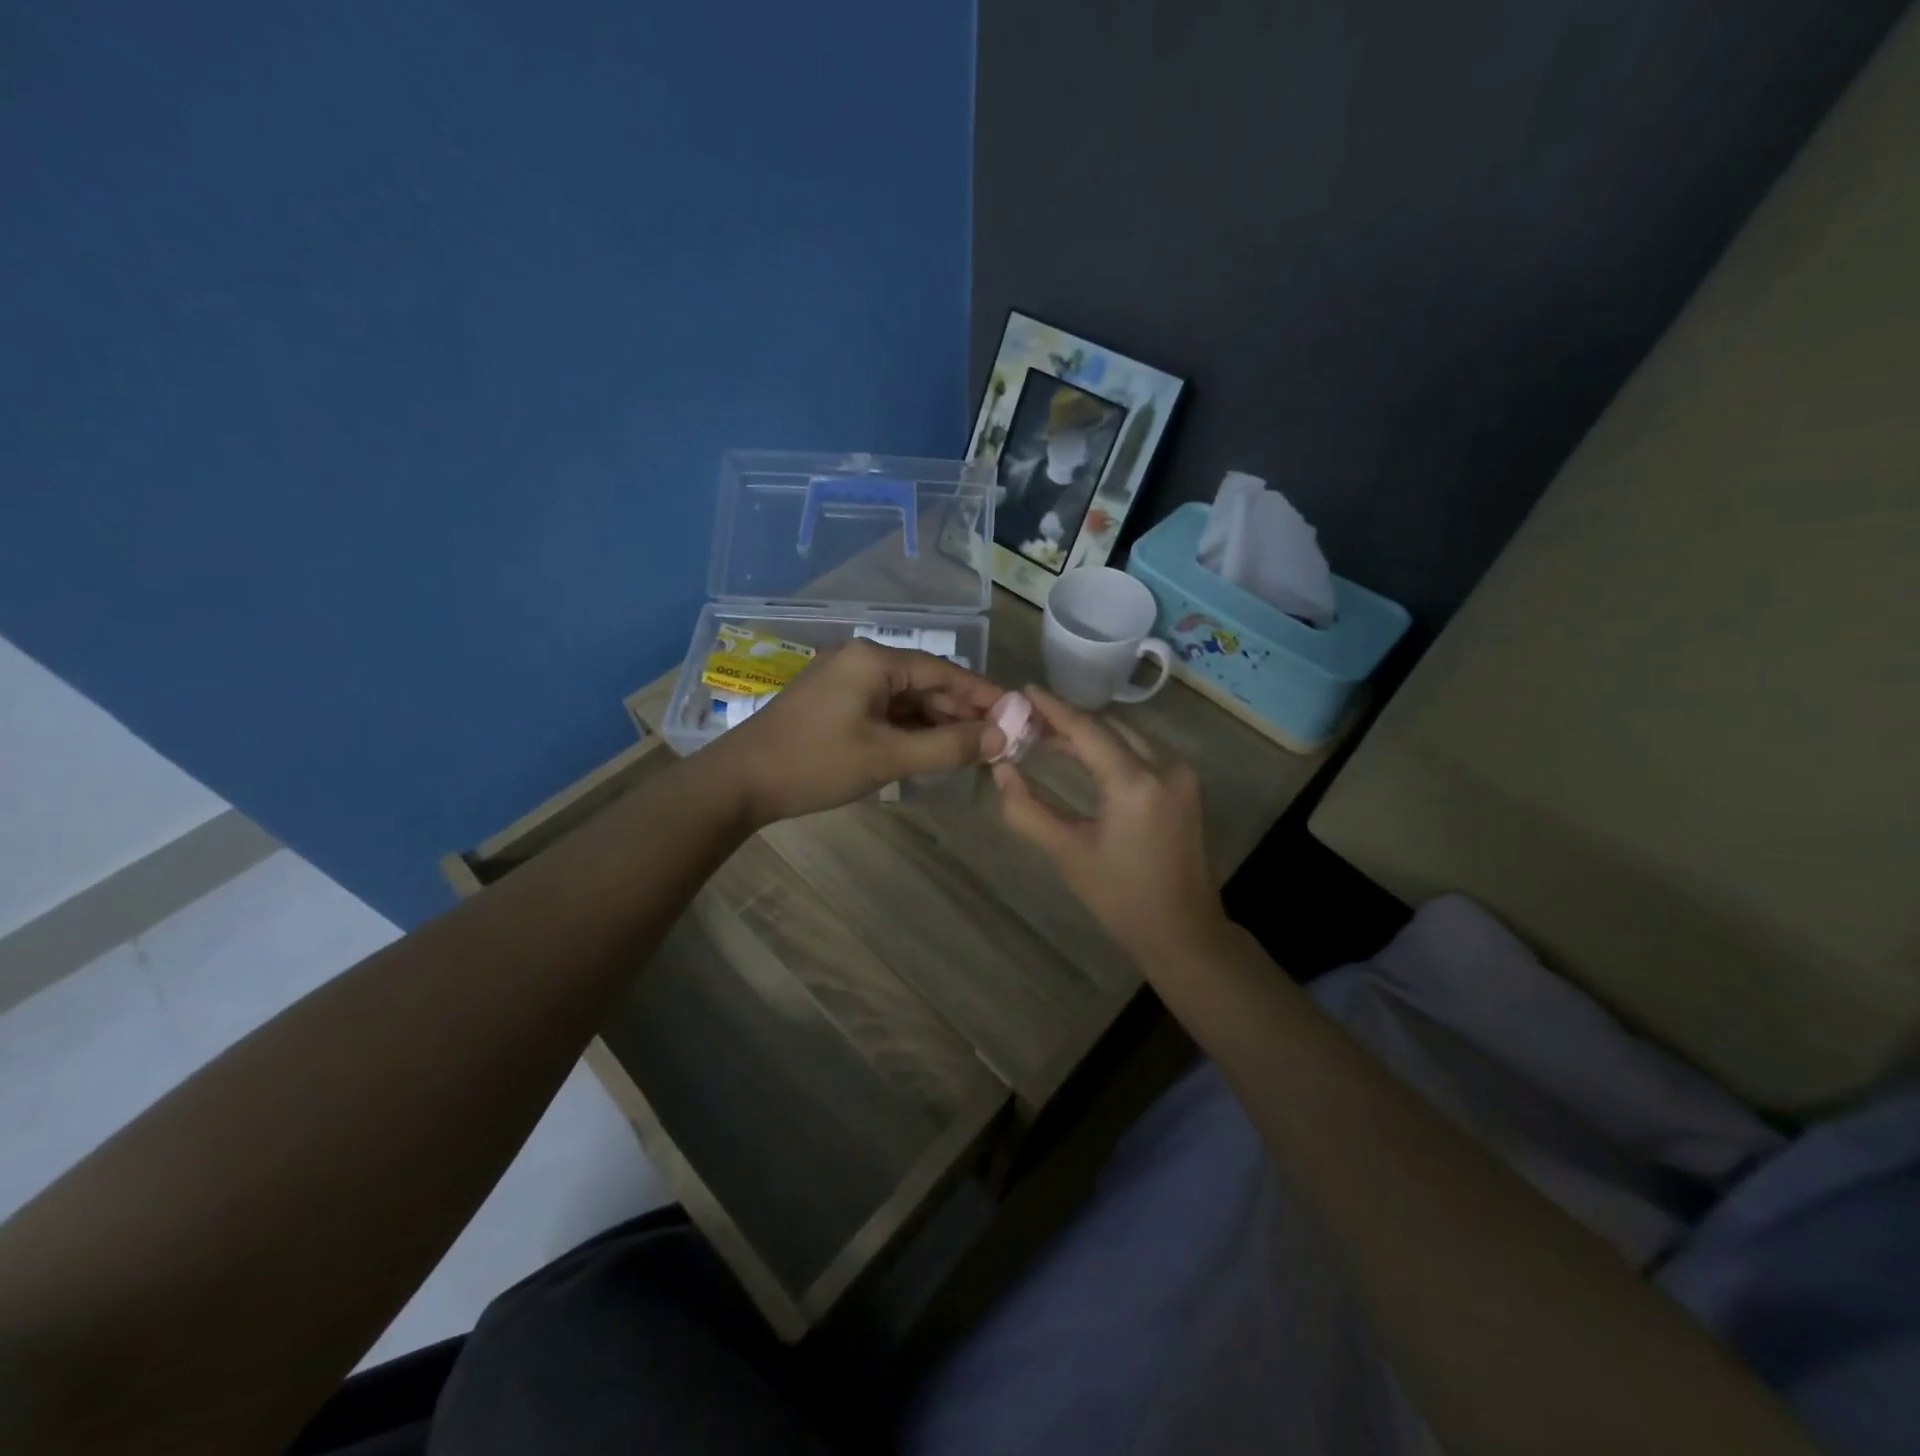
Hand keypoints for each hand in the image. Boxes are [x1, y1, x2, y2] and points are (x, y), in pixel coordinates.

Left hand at [707, 639, 1005, 826]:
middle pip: (926, 683)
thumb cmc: (815, 764)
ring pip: (905, 699)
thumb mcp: (888, 757)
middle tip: (998, 742)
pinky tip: (930, 751)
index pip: (945, 672)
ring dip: (936, 724)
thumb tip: (1002, 738)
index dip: (984, 695)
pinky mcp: (834, 704)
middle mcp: (862, 661)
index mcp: (875, 660)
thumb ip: (948, 747)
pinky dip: (909, 730)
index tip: (1017, 716)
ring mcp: (844, 682)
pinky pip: (884, 710)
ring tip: (972, 751)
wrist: (738, 783)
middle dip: (962, 713)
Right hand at [993, 685, 1226, 961]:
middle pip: (1108, 728)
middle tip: (1028, 722)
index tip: (1024, 691)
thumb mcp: (1067, 853)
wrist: (1183, 932)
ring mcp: (1182, 775)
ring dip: (1090, 735)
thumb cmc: (1120, 898)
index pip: (1087, 730)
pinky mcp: (1186, 787)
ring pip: (1127, 737)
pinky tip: (1084, 758)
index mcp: (1135, 783)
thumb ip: (1027, 809)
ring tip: (1048, 739)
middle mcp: (1165, 767)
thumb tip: (1001, 770)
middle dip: (1068, 722)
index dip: (1053, 709)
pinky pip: (1142, 753)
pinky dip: (1111, 749)